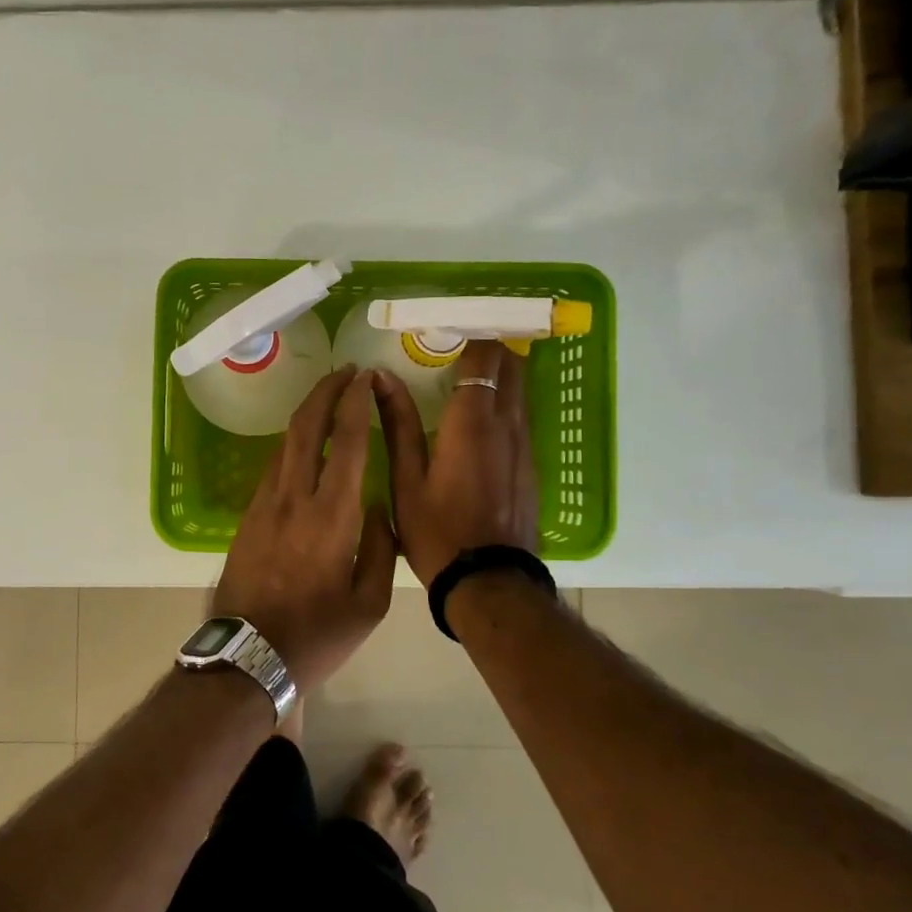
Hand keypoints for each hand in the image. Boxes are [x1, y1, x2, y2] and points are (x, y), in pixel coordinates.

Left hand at [213, 367, 396, 690]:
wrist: (247, 657)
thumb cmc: (317, 635)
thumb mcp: (370, 603)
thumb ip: (381, 547)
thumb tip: (378, 507)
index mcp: (332, 516)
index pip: (346, 441)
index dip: (355, 402)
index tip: (364, 377)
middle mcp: (295, 498)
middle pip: (306, 427)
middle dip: (325, 392)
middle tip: (344, 373)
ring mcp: (265, 505)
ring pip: (285, 444)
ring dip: (306, 414)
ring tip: (327, 400)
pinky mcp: (247, 517)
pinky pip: (273, 467)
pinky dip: (292, 444)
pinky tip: (304, 446)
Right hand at [375, 341, 538, 585]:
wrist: (490, 582)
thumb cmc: (437, 531)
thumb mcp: (406, 479)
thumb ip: (397, 423)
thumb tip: (381, 378)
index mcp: (472, 423)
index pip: (484, 357)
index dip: (469, 335)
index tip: (446, 329)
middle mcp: (507, 425)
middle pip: (510, 365)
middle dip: (488, 347)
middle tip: (454, 346)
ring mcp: (525, 445)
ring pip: (519, 391)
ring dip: (499, 374)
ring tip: (465, 374)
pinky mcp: (531, 465)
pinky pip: (521, 417)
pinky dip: (504, 402)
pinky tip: (480, 417)